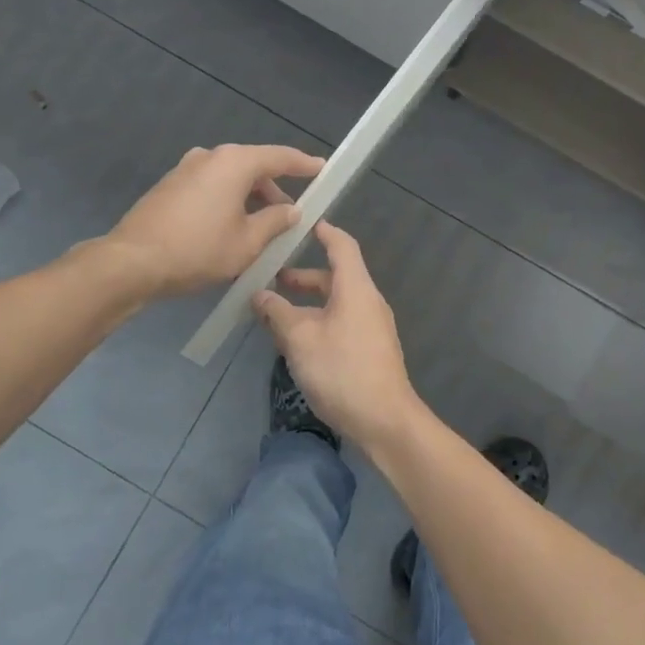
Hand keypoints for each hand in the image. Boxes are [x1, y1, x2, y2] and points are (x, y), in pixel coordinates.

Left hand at [106, 144, 324, 298]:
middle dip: (274, 191)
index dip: (304, 164)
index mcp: (234, 162)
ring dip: (249, 199)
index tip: (322, 170)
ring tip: (261, 230)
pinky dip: (227, 201)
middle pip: (253, 167)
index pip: (280, 157)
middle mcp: (209, 156)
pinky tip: (230, 229)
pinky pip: (210, 187)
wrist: (132, 262)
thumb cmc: (198, 250)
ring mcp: (185, 169)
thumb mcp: (247, 242)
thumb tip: (291, 210)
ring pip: (230, 179)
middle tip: (290, 218)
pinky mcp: (169, 186)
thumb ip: (275, 222)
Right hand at [251, 221, 421, 450]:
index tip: (302, 223)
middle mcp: (368, 301)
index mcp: (356, 288)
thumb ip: (277, 313)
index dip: (323, 231)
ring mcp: (372, 327)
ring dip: (308, 303)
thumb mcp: (300, 339)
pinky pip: (341, 322)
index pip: (342, 245)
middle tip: (271, 278)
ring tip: (276, 313)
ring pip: (336, 302)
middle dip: (304, 276)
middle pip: (336, 276)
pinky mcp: (370, 350)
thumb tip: (259, 295)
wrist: (385, 421)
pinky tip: (296, 341)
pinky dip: (318, 320)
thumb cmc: (342, 370)